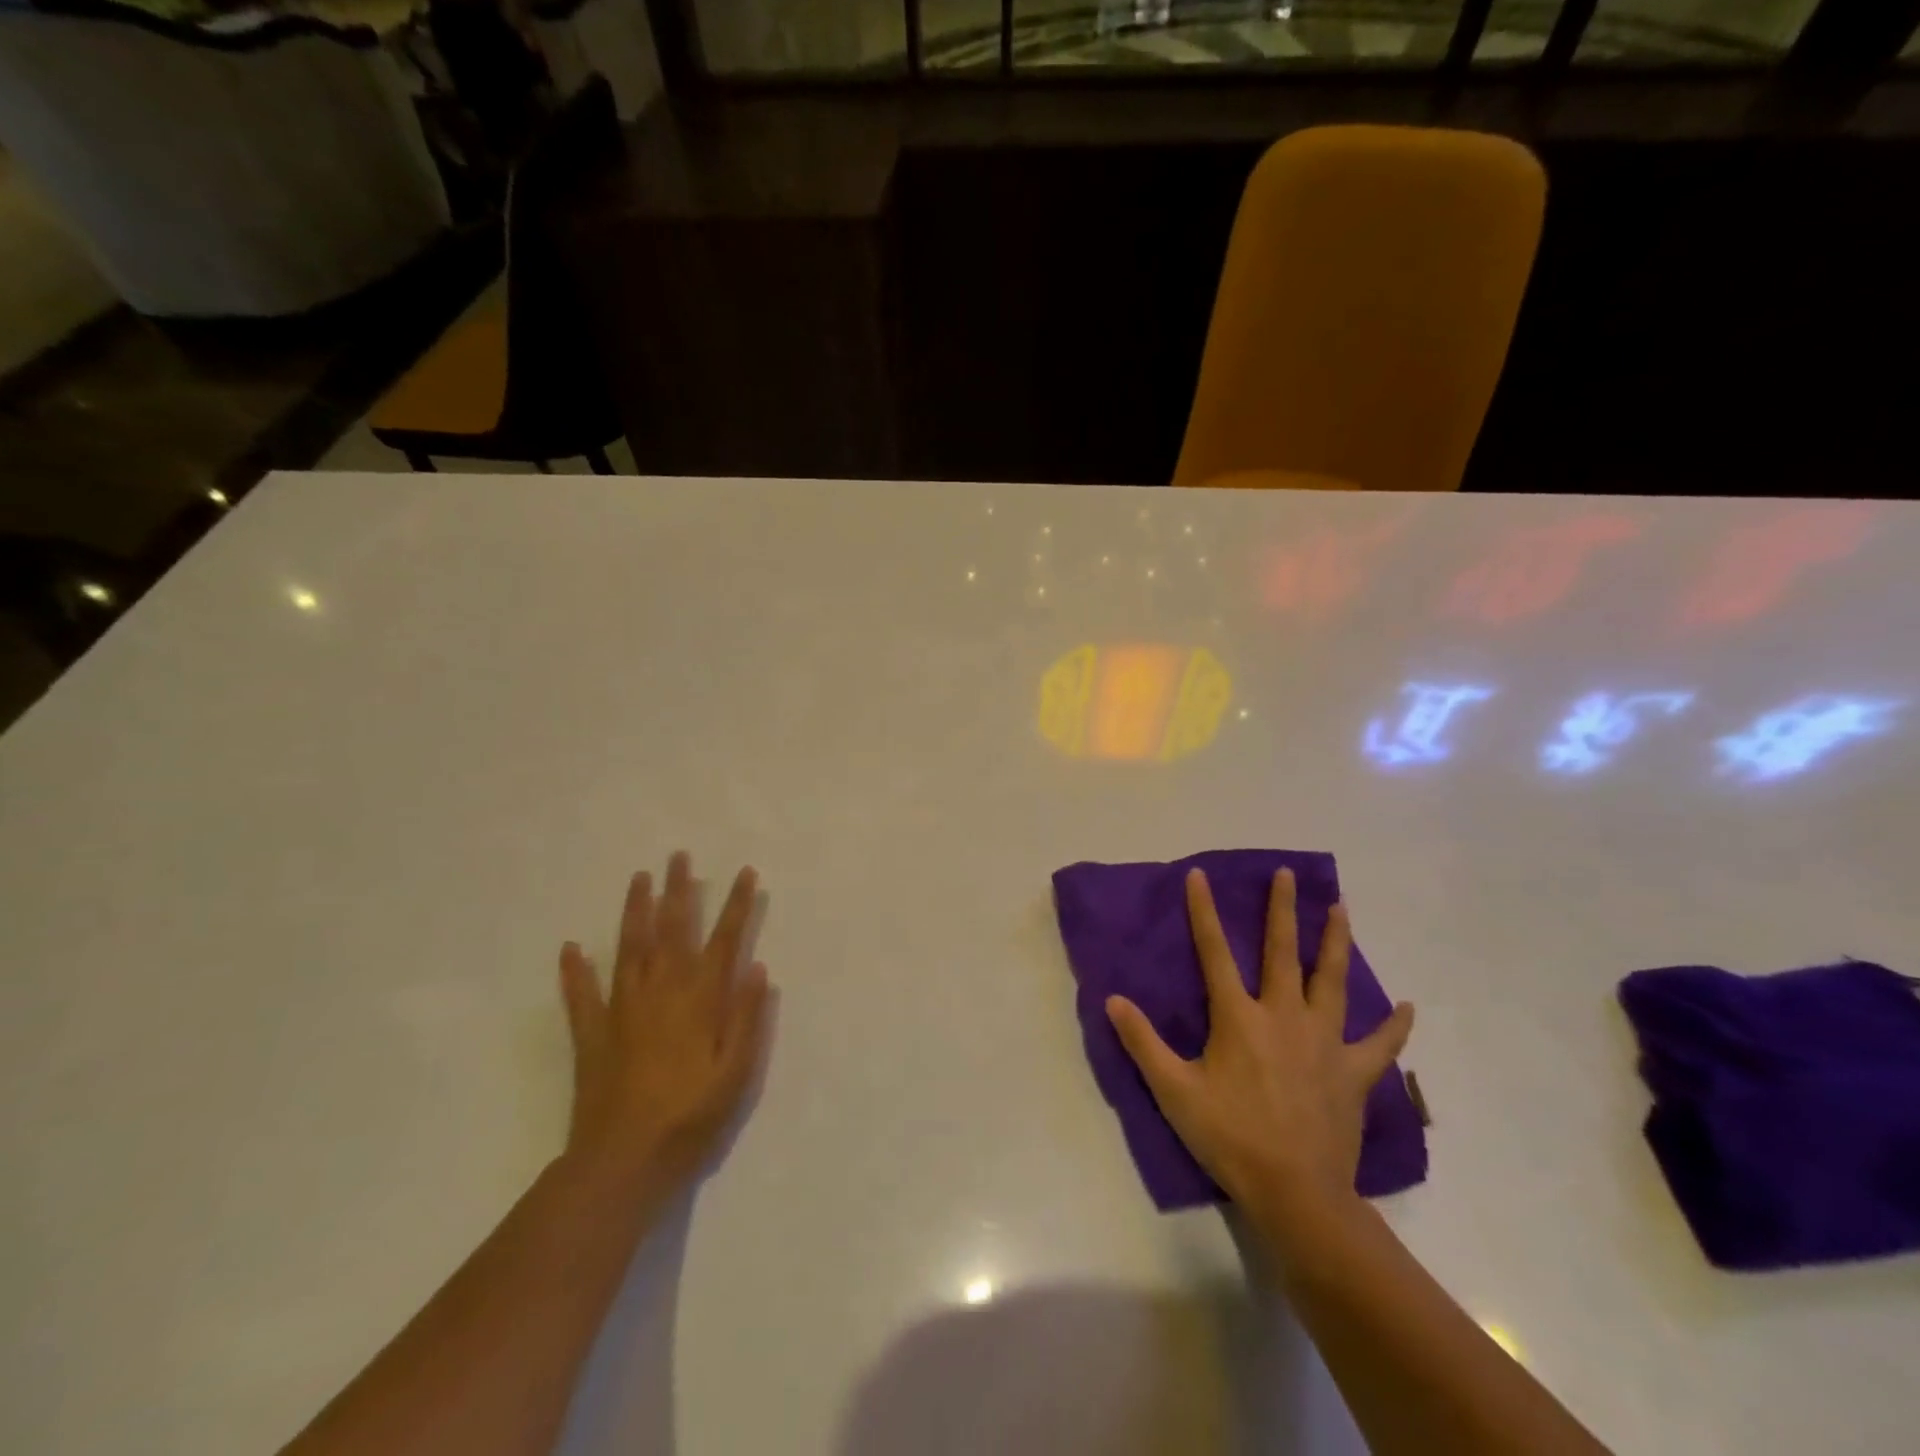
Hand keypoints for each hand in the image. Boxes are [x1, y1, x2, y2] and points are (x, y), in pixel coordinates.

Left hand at [557, 852, 769, 1199]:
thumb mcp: (736, 1073)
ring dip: (635, 911)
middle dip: (679, 891)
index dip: (737, 905)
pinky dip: (575, 972)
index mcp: (700, 1001)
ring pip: (630, 948)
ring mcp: (622, 1010)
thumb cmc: (690, 1119)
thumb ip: (748, 1019)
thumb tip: (758, 970)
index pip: (724, 941)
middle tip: (678, 857)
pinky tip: (570, 947)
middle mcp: (662, 992)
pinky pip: (581, 996)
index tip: (745, 873)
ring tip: (639, 878)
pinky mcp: (592, 1035)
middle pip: (673, 931)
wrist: (622, 1163)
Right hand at [1106, 868, 1412, 1224]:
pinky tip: (1406, 1007)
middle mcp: (1284, 1016)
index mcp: (1239, 1018)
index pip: (1214, 952)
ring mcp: (1324, 1042)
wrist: (1296, 1193)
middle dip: (1282, 909)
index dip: (1203, 912)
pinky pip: (1379, 1045)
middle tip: (1288, 874)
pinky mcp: (1353, 1073)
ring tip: (1341, 908)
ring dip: (1335, 942)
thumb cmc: (1229, 1138)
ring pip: (1330, 981)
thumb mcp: (1173, 1091)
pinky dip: (1393, 1027)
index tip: (1199, 875)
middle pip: (1282, 952)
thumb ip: (1142, 1043)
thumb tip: (1112, 1000)